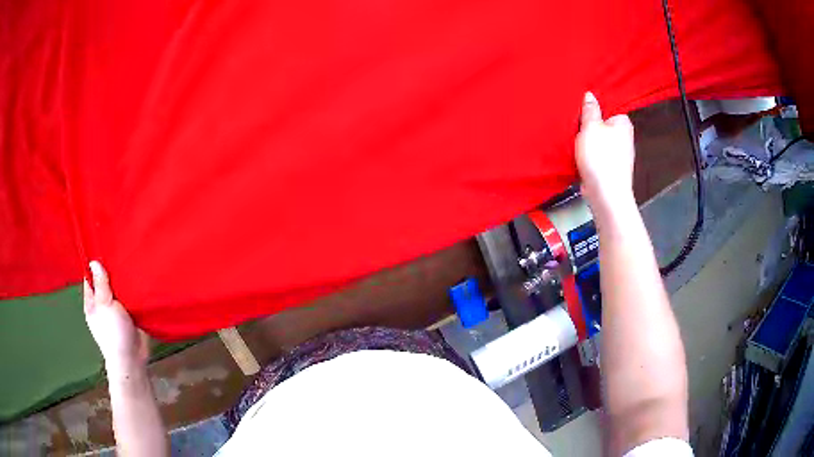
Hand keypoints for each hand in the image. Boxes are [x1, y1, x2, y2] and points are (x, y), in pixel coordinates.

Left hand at [84, 261, 149, 376]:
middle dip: (113, 271)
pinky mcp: (131, 316)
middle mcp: (103, 305)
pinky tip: (141, 281)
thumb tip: (94, 262)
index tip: (104, 248)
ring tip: (133, 262)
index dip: (95, 263)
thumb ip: (100, 284)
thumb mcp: (104, 305)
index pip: (90, 277)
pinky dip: (135, 292)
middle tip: (122, 251)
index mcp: (92, 302)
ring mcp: (117, 311)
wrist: (132, 359)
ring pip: (120, 290)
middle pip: (106, 282)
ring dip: (125, 281)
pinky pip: (132, 299)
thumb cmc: (113, 333)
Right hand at [575, 92, 635, 213]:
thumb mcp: (591, 127)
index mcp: (623, 123)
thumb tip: (590, 95)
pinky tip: (579, 156)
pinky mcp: (611, 169)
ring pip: (599, 141)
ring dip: (588, 141)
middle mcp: (624, 137)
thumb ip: (590, 110)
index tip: (580, 108)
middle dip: (589, 125)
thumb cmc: (600, 157)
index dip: (594, 107)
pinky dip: (589, 155)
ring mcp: (619, 155)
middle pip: (603, 124)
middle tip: (574, 124)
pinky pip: (598, 155)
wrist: (606, 194)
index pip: (608, 107)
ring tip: (574, 139)